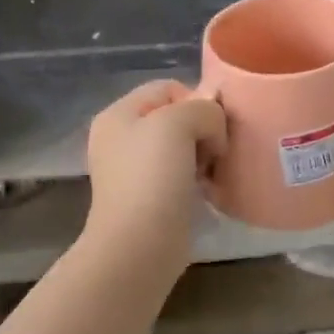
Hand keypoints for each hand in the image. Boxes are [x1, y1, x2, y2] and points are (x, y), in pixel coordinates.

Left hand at [83, 80, 226, 266]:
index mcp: (118, 115)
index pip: (168, 88)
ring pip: (182, 146)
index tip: (213, 127)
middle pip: (175, 117)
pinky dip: (197, 178)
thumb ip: (203, 109)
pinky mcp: (148, 198)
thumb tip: (214, 125)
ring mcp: (133, 171)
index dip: (196, 101)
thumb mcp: (179, 123)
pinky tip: (208, 189)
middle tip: (215, 150)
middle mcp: (121, 139)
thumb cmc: (153, 177)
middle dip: (203, 128)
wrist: (139, 245)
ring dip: (204, 154)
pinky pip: (181, 174)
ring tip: (213, 171)